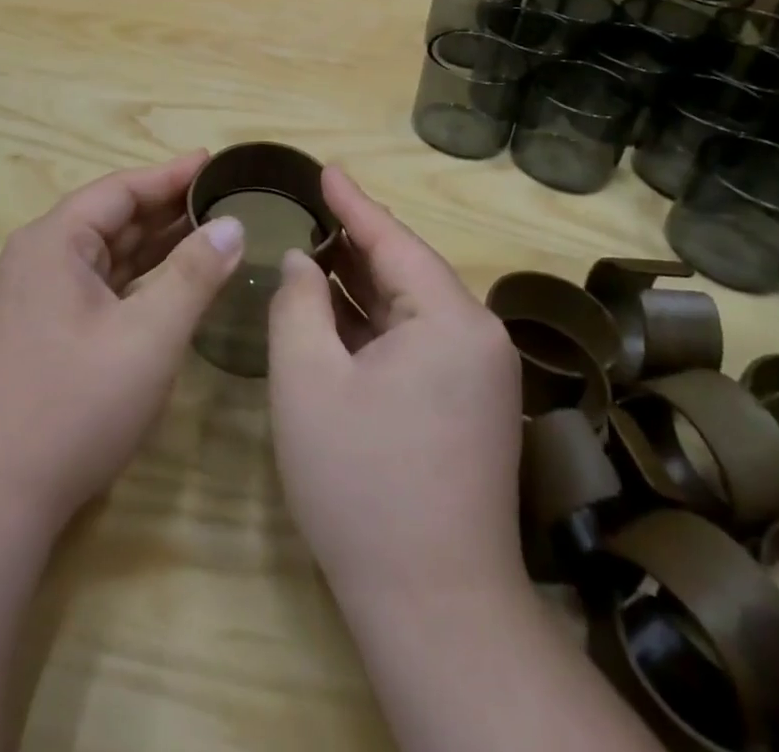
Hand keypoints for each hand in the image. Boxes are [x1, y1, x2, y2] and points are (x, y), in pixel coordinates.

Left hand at [0, 151, 245, 532]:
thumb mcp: (147, 337)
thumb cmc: (71, 406)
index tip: (213, 162)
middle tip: (222, 198)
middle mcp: (38, 260)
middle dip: (165, 209)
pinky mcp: (38, 334)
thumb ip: (192, 275)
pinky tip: (167, 286)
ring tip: (206, 233)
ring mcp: (33, 299)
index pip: (119, 190)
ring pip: (103, 257)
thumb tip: (232, 226)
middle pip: (110, 219)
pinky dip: (134, 281)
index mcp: (53, 242)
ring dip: (152, 246)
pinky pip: (95, 288)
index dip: (170, 174)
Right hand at [267, 166, 523, 602]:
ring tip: (317, 247)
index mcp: (450, 318)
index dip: (352, 202)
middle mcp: (477, 337)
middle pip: (408, 269)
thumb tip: (303, 262)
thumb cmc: (362, 482)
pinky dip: (378, 322)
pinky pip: (419, 341)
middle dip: (356, 240)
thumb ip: (298, 304)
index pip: (393, 239)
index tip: (325, 169)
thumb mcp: (308, 380)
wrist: (436, 608)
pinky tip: (340, 312)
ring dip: (364, 282)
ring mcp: (480, 376)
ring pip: (413, 307)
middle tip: (311, 207)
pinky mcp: (472, 407)